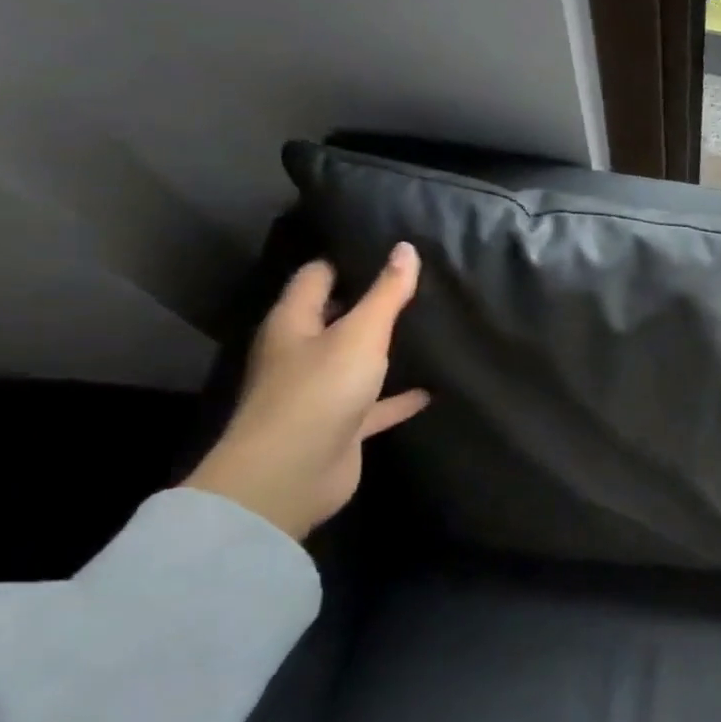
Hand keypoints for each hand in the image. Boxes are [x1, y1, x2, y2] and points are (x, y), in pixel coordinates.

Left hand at [185, 243, 430, 541]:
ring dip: (381, 350)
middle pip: (334, 318)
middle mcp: (301, 353)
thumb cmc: (320, 391)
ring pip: (354, 361)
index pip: (316, 277)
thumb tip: (405, 248)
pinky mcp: (340, 425)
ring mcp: (319, 391)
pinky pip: (373, 404)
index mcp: (294, 324)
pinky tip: (428, 390)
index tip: (383, 247)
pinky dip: (397, 397)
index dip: (345, 260)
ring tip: (424, 330)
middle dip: (366, 303)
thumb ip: (386, 293)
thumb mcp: (361, 334)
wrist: (292, 474)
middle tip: (412, 285)